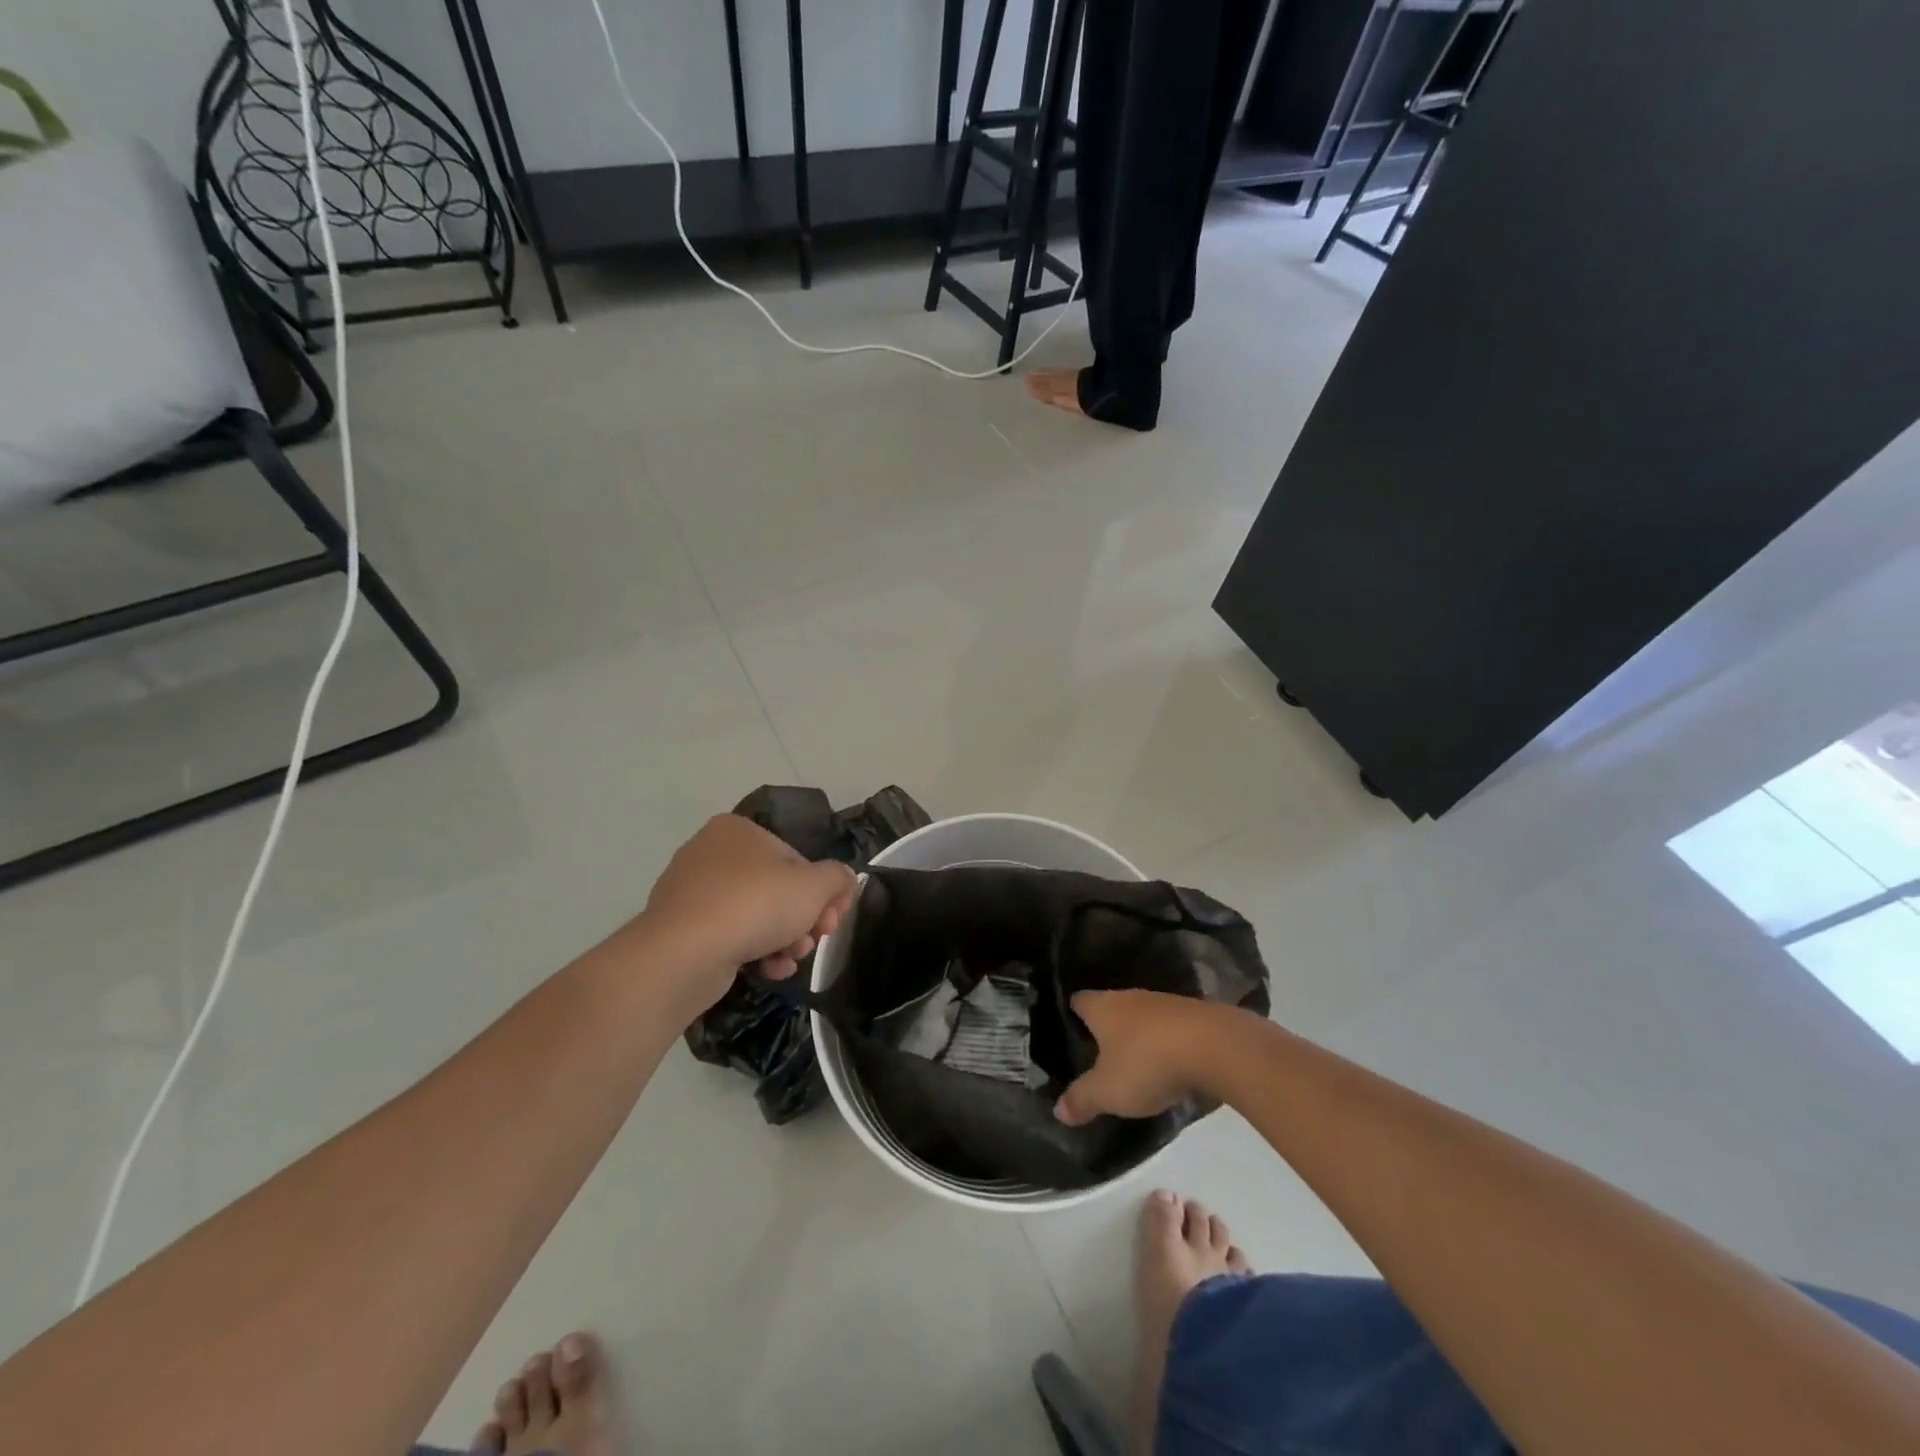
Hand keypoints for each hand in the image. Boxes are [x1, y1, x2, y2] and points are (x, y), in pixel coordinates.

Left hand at [638, 814, 856, 1007]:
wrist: (684, 954)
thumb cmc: (755, 904)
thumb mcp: (815, 886)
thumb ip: (838, 878)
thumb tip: (843, 880)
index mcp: (738, 830)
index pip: (794, 858)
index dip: (821, 891)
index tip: (832, 919)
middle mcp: (709, 852)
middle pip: (775, 887)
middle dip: (802, 919)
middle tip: (816, 941)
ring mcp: (689, 891)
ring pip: (752, 914)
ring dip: (782, 938)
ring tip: (792, 959)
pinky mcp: (678, 928)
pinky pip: (727, 935)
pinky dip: (753, 951)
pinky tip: (770, 970)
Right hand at [1054, 990, 1216, 1125]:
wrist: (1215, 1046)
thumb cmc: (1149, 1062)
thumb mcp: (1108, 1091)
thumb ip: (1082, 1099)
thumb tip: (1057, 1110)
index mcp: (1103, 1007)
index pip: (1078, 1001)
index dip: (1070, 1013)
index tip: (1066, 1027)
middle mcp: (1130, 997)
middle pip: (1111, 1007)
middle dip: (1105, 1026)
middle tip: (1095, 1050)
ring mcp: (1165, 1003)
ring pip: (1142, 1016)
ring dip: (1138, 1034)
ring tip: (1132, 1058)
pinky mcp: (1195, 1016)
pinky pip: (1170, 1028)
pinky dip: (1165, 1042)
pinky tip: (1168, 1061)